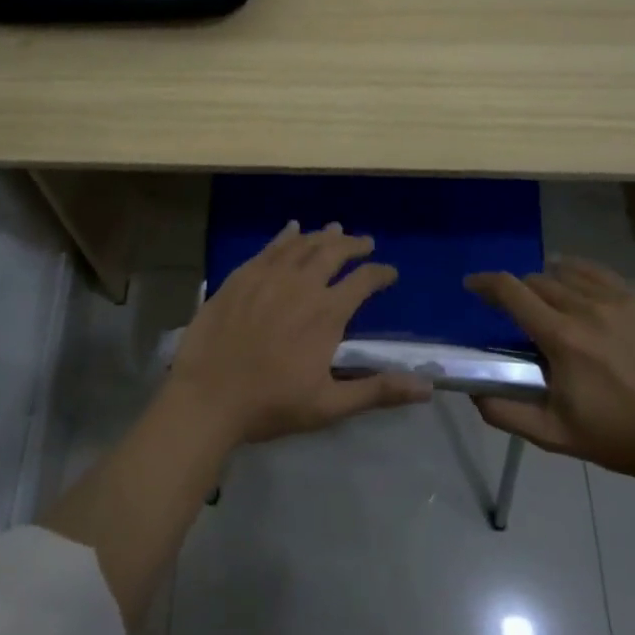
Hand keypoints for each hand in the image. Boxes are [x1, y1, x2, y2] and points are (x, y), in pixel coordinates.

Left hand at [166, 221, 433, 445]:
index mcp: (326, 313)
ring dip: (322, 236)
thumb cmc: (271, 404)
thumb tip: (426, 387)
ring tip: (335, 230)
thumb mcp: (329, 405)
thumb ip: (377, 391)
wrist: (208, 396)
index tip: (390, 273)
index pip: (363, 281)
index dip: (380, 274)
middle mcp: (301, 284)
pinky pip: (269, 248)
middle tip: (365, 241)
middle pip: (334, 252)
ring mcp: (268, 276)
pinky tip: (292, 229)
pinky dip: (286, 236)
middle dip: (354, 244)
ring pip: (302, 244)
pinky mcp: (241, 276)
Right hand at [465, 256, 634, 484]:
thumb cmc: (613, 436)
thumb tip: (472, 391)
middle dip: (517, 292)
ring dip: (546, 283)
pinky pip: (598, 272)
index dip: (485, 283)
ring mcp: (617, 302)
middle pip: (536, 280)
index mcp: (562, 339)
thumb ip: (505, 413)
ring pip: (565, 273)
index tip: (471, 285)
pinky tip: (573, 283)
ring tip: (546, 303)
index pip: (512, 292)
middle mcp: (586, 310)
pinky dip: (576, 272)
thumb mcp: (552, 435)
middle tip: (515, 314)